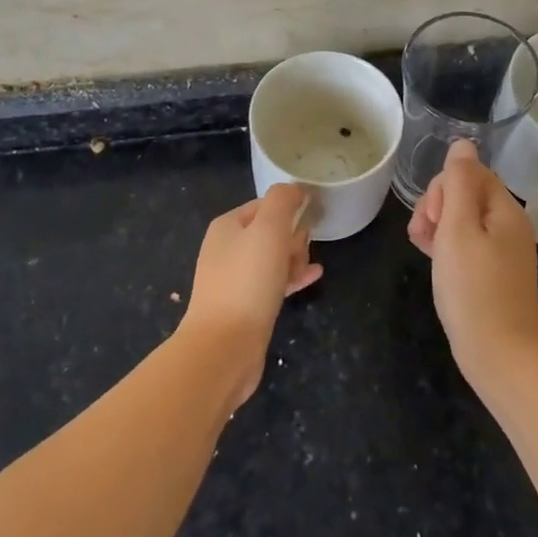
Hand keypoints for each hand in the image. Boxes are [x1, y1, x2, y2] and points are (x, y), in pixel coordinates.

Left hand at [182, 184, 321, 405]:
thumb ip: (282, 201)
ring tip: (309, 268)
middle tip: (301, 252)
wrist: (224, 347)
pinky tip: (313, 277)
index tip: (308, 223)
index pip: (265, 205)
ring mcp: (233, 279)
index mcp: (227, 226)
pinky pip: (273, 282)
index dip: (289, 210)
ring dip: (294, 257)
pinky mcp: (244, 306)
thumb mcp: (268, 229)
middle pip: (269, 231)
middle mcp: (226, 249)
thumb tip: (294, 189)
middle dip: (292, 236)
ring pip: (272, 258)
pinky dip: (292, 277)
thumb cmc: (247, 281)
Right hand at [407, 140, 537, 379]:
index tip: (433, 218)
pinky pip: (465, 244)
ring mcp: (501, 251)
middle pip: (465, 194)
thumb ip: (458, 183)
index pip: (470, 173)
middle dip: (437, 206)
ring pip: (461, 220)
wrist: (500, 355)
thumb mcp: (458, 229)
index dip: (443, 188)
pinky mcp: (491, 273)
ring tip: (422, 248)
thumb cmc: (474, 289)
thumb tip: (463, 143)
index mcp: (505, 210)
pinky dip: (445, 246)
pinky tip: (430, 259)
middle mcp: (507, 225)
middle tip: (425, 235)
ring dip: (436, 225)